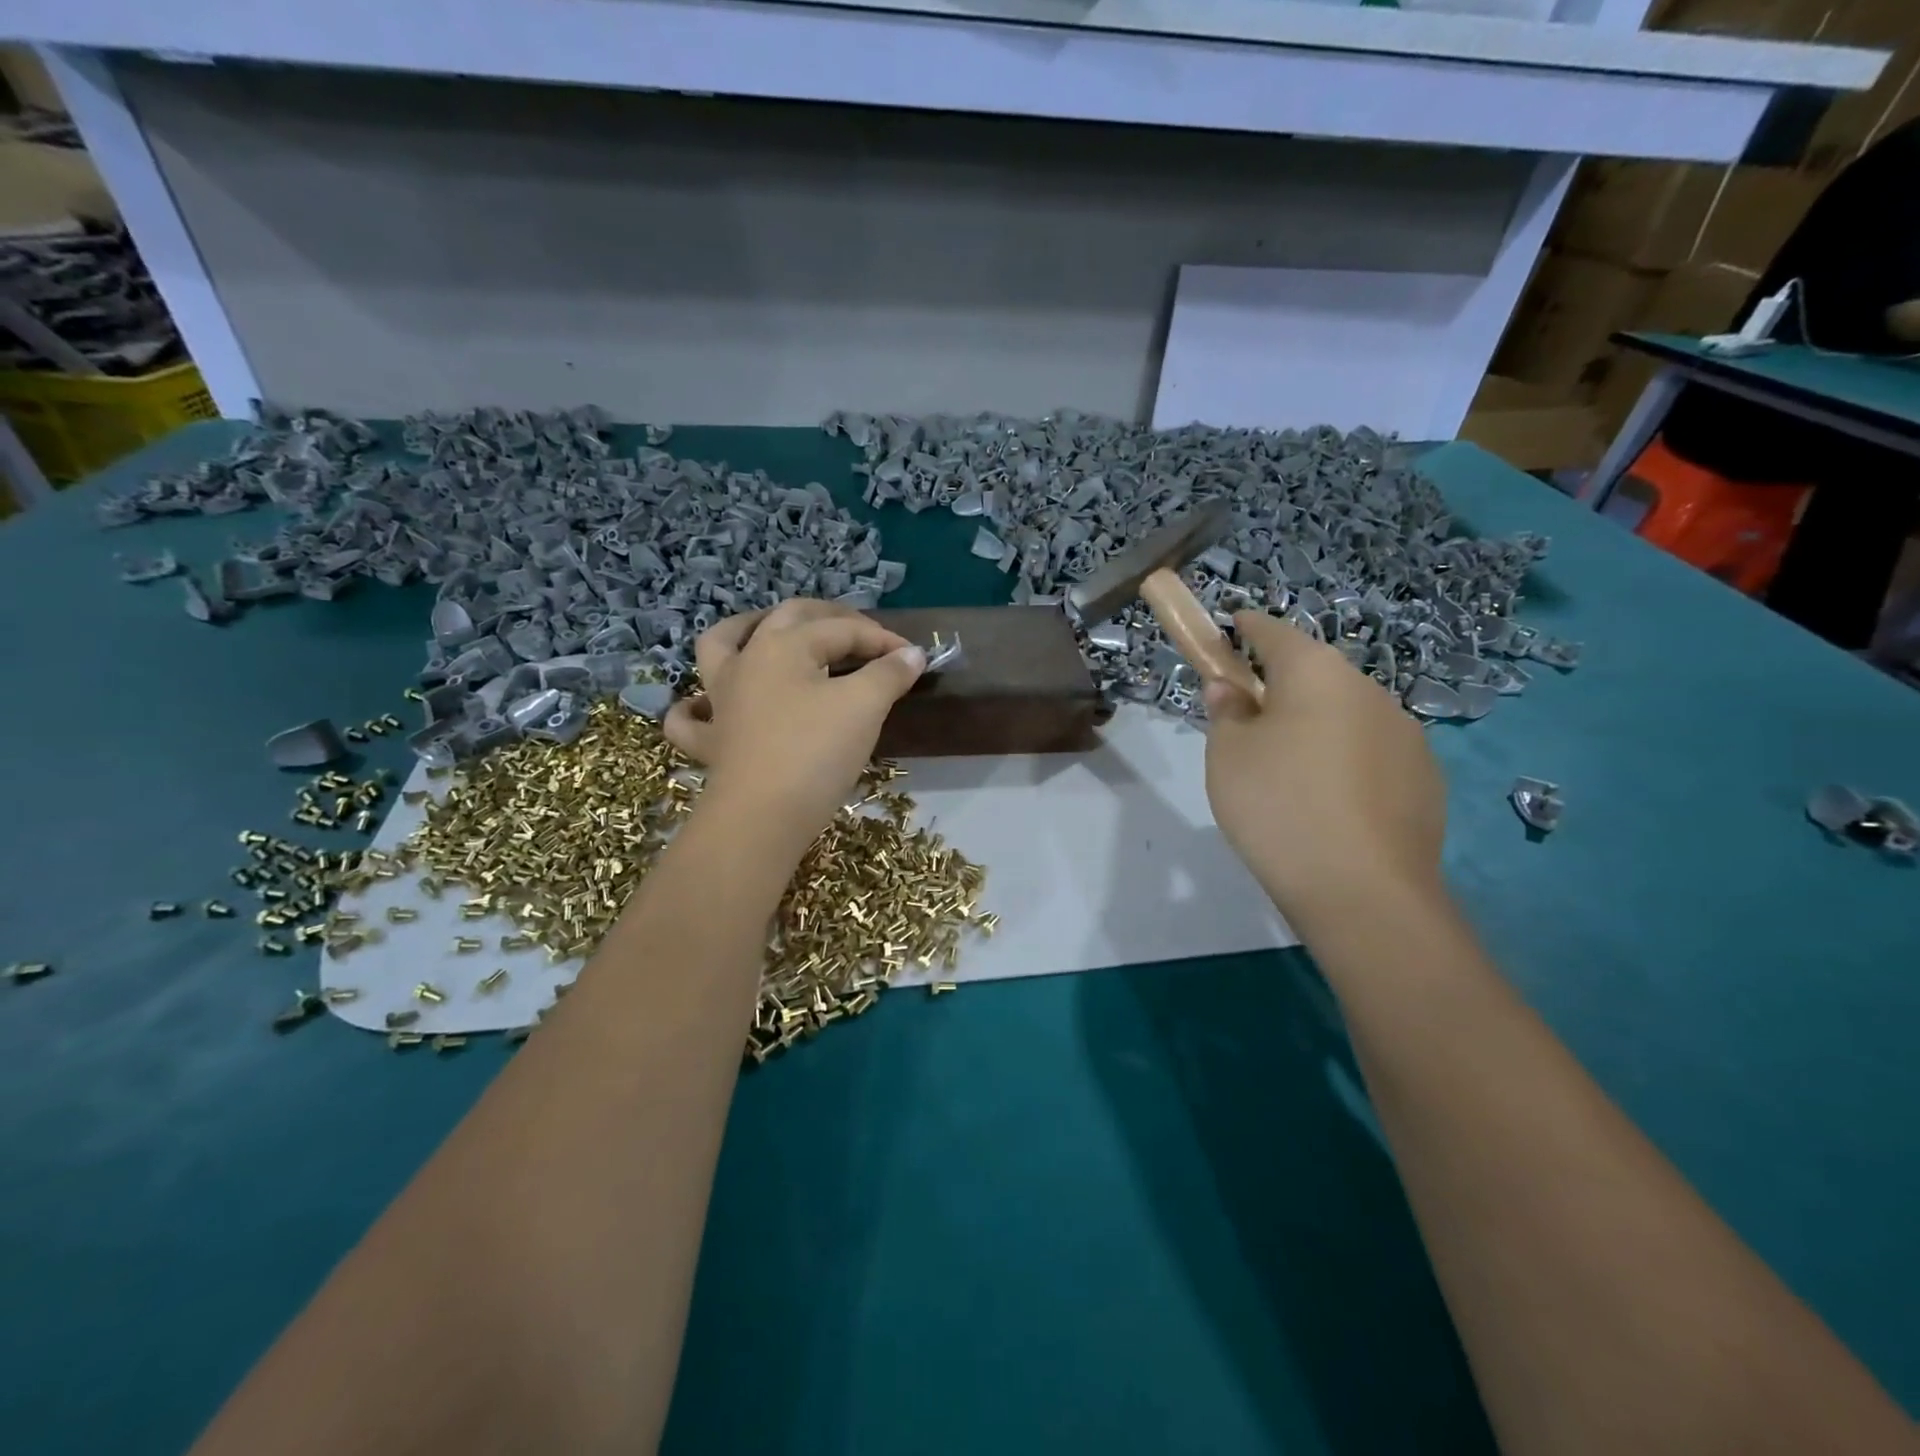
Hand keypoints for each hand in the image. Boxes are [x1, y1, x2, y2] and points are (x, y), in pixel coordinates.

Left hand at [663, 600, 925, 848]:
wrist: (763, 817)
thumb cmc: (816, 752)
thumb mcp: (864, 706)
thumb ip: (889, 673)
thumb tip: (913, 654)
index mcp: (784, 645)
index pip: (842, 629)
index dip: (882, 639)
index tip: (914, 658)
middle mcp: (747, 660)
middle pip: (787, 619)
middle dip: (828, 618)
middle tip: (860, 632)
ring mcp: (721, 700)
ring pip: (720, 646)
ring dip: (743, 629)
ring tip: (766, 630)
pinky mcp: (711, 741)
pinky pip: (691, 717)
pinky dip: (695, 705)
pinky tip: (706, 704)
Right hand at [1203, 610, 1445, 932]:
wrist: (1363, 891)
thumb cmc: (1278, 806)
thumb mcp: (1227, 755)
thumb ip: (1226, 711)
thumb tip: (1231, 689)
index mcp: (1317, 673)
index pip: (1275, 632)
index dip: (1247, 629)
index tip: (1231, 629)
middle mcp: (1369, 690)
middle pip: (1315, 675)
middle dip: (1282, 686)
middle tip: (1249, 722)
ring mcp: (1406, 735)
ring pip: (1347, 715)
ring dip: (1318, 726)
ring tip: (1291, 774)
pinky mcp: (1426, 778)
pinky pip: (1372, 754)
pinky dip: (1347, 762)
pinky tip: (1330, 804)